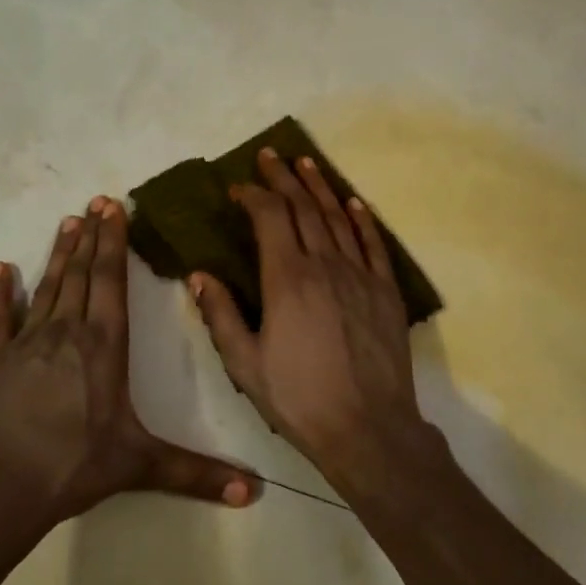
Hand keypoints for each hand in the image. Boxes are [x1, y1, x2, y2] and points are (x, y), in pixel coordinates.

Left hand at [0, 196, 260, 523]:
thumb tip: (254, 492)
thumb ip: (198, 474)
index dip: (113, 243)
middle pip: (81, 274)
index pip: (110, 282)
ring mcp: (26, 344)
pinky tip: (0, 270)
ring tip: (67, 222)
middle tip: (95, 202)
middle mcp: (67, 333)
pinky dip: (0, 294)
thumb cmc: (74, 467)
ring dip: (58, 254)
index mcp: (104, 346)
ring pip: (47, 288)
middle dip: (90, 237)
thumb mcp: (141, 465)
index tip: (113, 208)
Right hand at [190, 150, 427, 477]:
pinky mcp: (386, 292)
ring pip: (338, 218)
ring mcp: (361, 276)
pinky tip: (353, 203)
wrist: (368, 429)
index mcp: (287, 280)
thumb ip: (220, 316)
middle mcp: (325, 265)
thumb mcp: (245, 365)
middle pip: (303, 208)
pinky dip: (362, 219)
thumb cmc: (299, 399)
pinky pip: (374, 244)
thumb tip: (199, 275)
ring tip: (306, 164)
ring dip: (320, 188)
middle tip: (270, 156)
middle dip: (283, 178)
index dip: (252, 196)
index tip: (236, 189)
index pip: (269, 218)